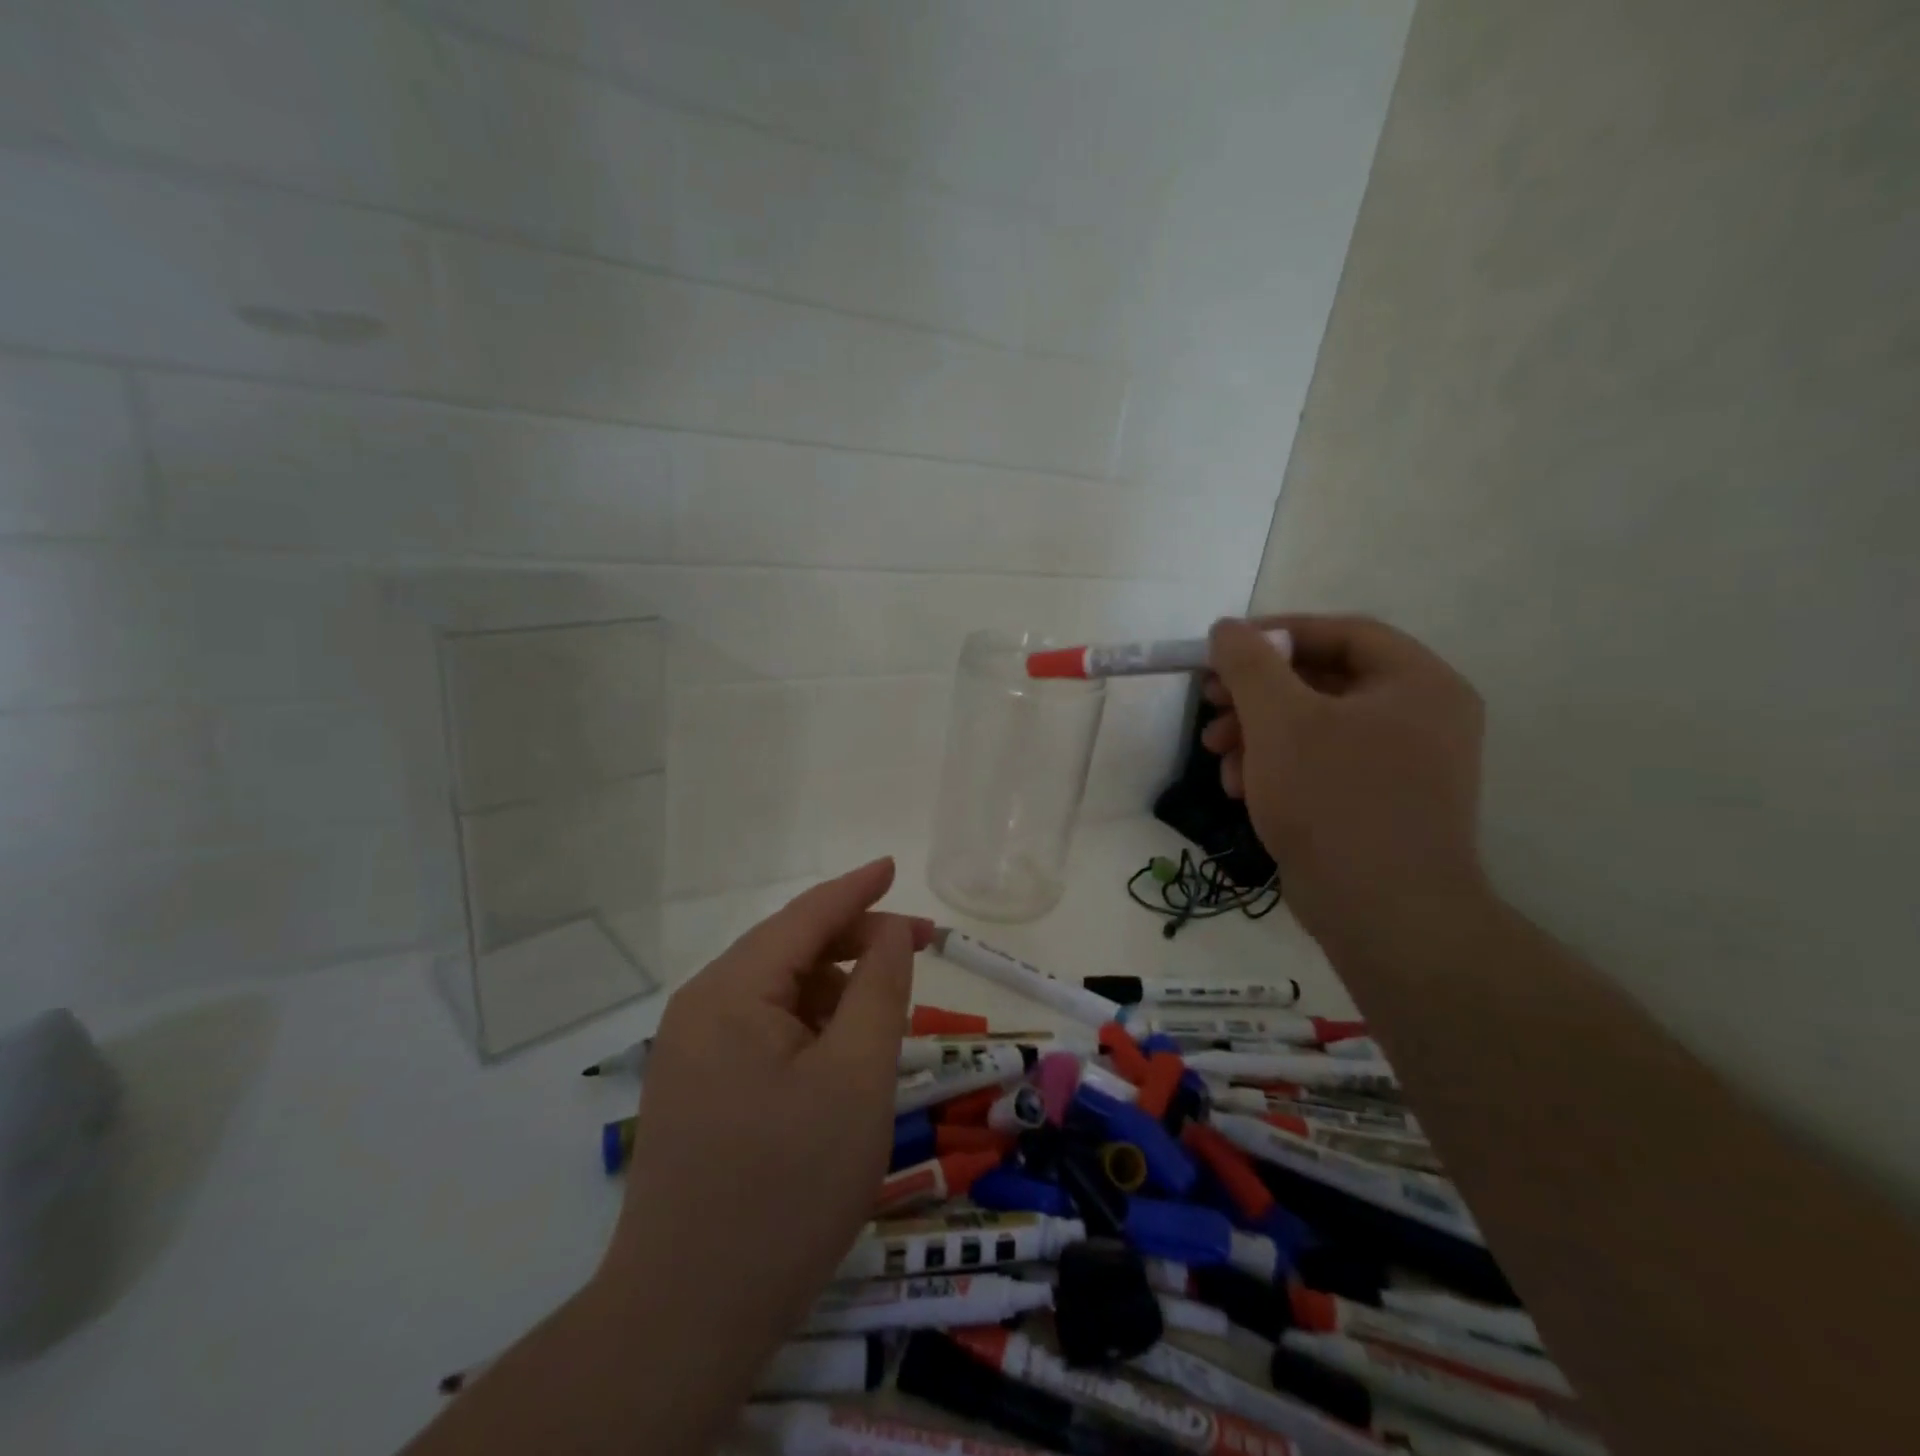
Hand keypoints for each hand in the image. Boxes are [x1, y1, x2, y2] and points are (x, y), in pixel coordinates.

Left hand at [599, 859, 931, 1373]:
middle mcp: (701, 1007)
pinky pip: (763, 1030)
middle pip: (789, 950)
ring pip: (779, 993)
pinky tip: (842, 1055)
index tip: (895, 865)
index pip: (804, 916)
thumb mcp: (857, 1079)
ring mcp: (692, 1050)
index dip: (857, 888)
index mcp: (731, 992)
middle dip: (855, 942)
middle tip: (920, 949)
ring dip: (835, 990)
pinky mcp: (696, 1087)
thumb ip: (879, 990)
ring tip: (885, 1017)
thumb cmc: (787, 1189)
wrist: (687, 1318)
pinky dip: (810, 1026)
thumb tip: (889, 932)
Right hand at [1203, 615, 1488, 950]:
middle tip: (1208, 702)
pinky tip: (1241, 789)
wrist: (1382, 913)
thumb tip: (1227, 628)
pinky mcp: (1380, 803)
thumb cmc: (1334, 800)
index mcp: (1418, 683)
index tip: (1222, 648)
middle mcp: (1420, 716)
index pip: (1342, 633)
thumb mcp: (1280, 720)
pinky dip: (1278, 768)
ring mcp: (1404, 765)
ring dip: (1257, 734)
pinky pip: (1322, 765)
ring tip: (1217, 755)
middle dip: (1255, 694)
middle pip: (1322, 681)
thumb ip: (1249, 664)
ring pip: (1315, 727)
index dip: (1276, 633)